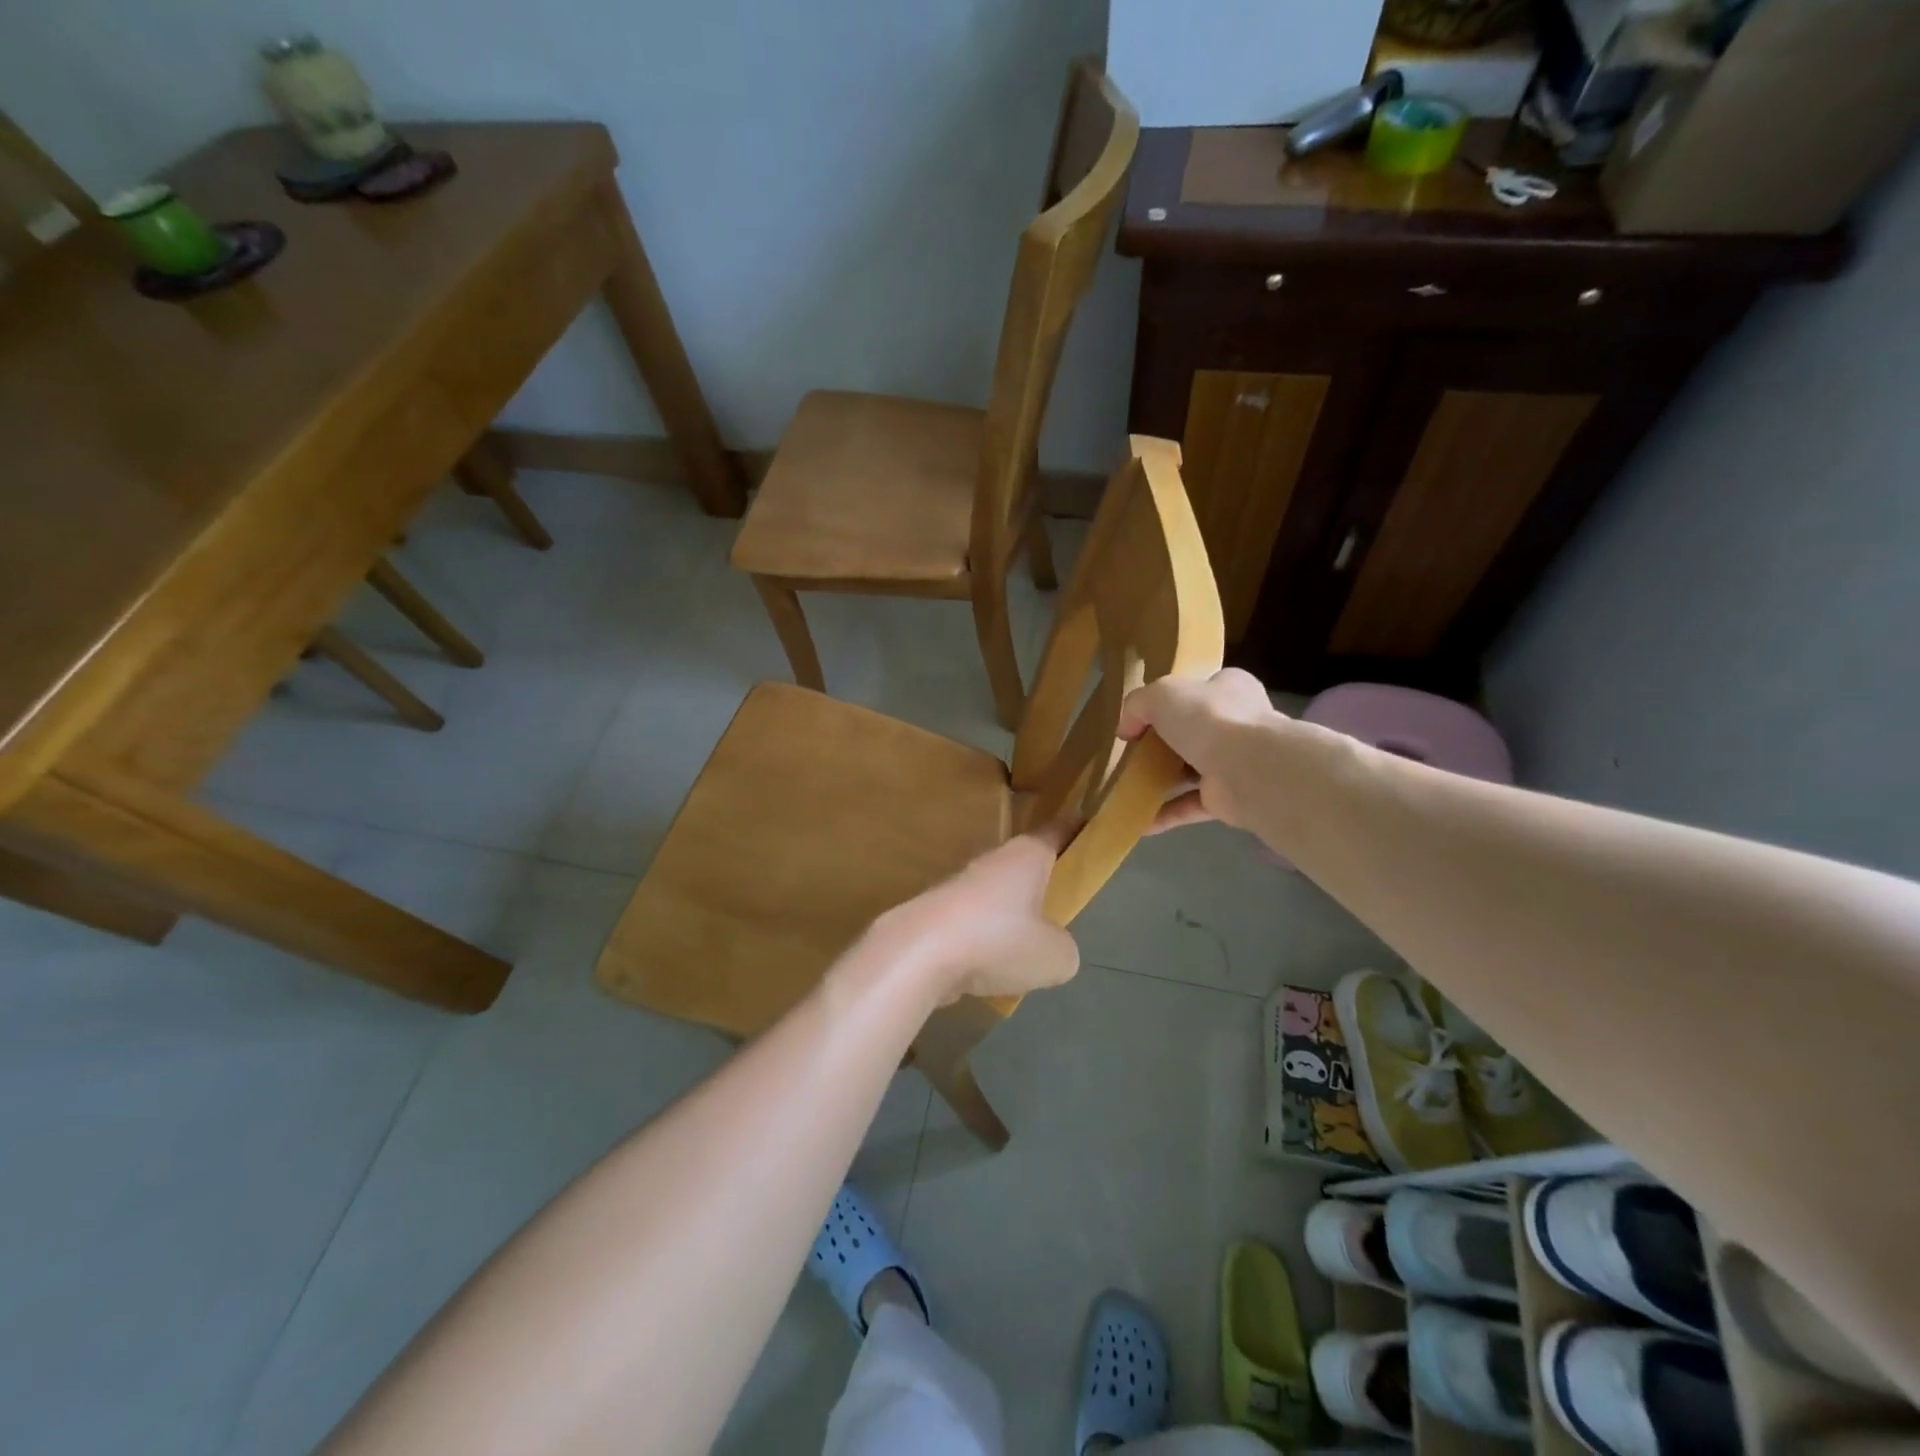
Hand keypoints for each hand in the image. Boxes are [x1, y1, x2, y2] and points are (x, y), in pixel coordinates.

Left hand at [873, 821, 1082, 1003]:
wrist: (918, 954)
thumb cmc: (997, 940)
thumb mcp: (1055, 956)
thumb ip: (1063, 948)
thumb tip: (1053, 946)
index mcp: (1026, 857)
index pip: (1056, 832)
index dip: (1074, 828)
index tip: (1084, 821)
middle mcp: (992, 862)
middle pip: (1023, 865)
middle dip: (1039, 880)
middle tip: (1060, 899)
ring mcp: (959, 887)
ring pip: (996, 896)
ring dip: (1009, 916)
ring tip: (1026, 946)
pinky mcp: (936, 915)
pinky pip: (972, 925)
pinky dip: (983, 942)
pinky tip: (990, 969)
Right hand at [1118, 668, 1278, 832]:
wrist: (1248, 768)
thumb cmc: (1208, 718)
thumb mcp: (1161, 694)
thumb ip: (1137, 704)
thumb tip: (1126, 730)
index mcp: (1229, 689)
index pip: (1200, 690)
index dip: (1173, 700)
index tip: (1144, 717)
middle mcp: (1236, 724)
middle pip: (1194, 731)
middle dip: (1165, 743)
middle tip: (1133, 753)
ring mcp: (1234, 763)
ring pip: (1191, 771)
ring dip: (1163, 781)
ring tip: (1128, 787)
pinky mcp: (1228, 798)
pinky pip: (1190, 805)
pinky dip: (1165, 813)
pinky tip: (1138, 821)